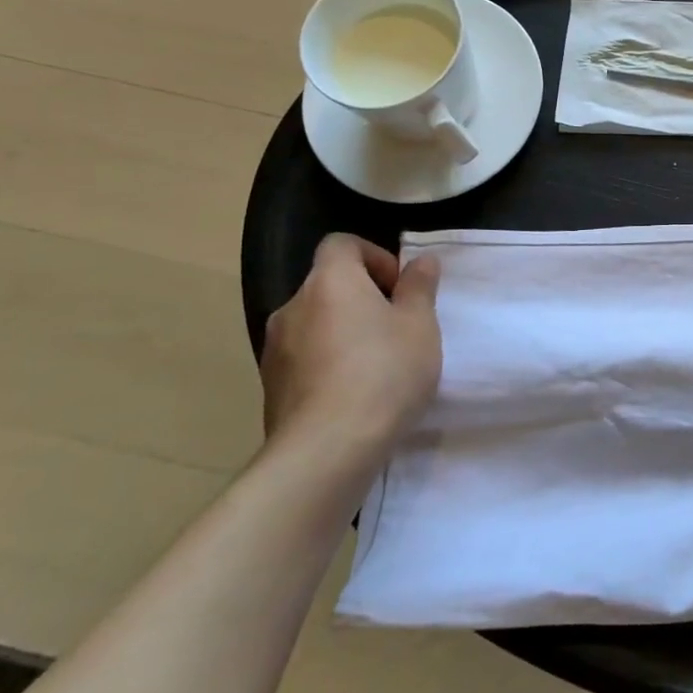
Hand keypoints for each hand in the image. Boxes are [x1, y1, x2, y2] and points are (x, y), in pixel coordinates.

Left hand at [260, 234, 443, 463]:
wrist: (327, 449)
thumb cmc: (384, 372)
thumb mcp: (420, 325)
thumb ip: (419, 288)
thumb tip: (421, 261)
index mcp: (330, 281)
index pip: (341, 244)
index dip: (374, 256)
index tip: (399, 287)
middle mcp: (293, 306)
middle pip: (328, 284)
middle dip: (362, 298)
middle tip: (397, 327)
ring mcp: (275, 349)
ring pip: (315, 323)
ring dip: (343, 332)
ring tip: (378, 364)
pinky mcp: (271, 388)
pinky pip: (304, 359)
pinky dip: (328, 363)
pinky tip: (354, 393)